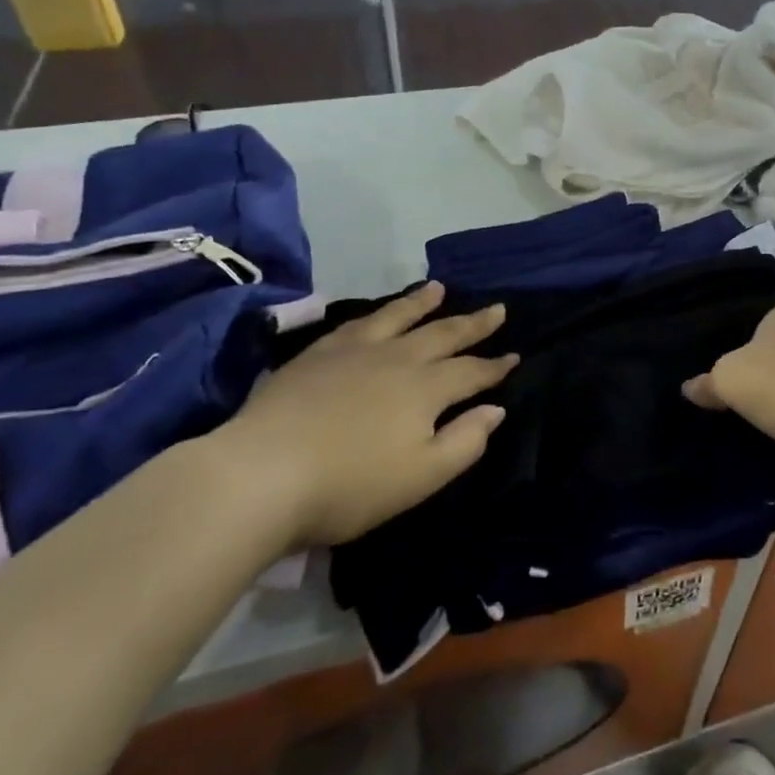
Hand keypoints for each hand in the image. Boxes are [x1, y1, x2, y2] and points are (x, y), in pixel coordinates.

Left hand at [218, 283, 516, 546]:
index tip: (514, 356)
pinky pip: (357, 323)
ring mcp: (355, 351)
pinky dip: (377, 313)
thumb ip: (464, 441)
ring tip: (440, 288)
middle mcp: (398, 359)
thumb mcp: (421, 477)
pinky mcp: (318, 354)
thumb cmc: (349, 485)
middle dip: (473, 324)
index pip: (471, 372)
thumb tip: (495, 409)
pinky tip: (378, 312)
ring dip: (424, 303)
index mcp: (426, 389)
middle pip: (443, 334)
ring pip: (399, 317)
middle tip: (497, 309)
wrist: (260, 474)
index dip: (495, 366)